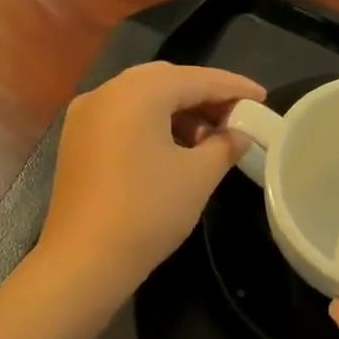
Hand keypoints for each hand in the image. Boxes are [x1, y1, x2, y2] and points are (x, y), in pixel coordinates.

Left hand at [36, 62, 263, 308]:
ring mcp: (85, 117)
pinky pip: (122, 118)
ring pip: (141, 99)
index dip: (233, 87)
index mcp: (137, 92)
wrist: (85, 259)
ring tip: (209, 139)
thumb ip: (224, 146)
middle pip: (165, 81)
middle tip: (236, 116)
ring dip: (178, 111)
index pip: (196, 78)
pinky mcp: (77, 142)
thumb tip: (238, 135)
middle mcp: (106, 93)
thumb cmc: (148, 211)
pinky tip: (174, 149)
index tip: (262, 98)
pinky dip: (152, 124)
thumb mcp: (198, 177)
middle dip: (203, 95)